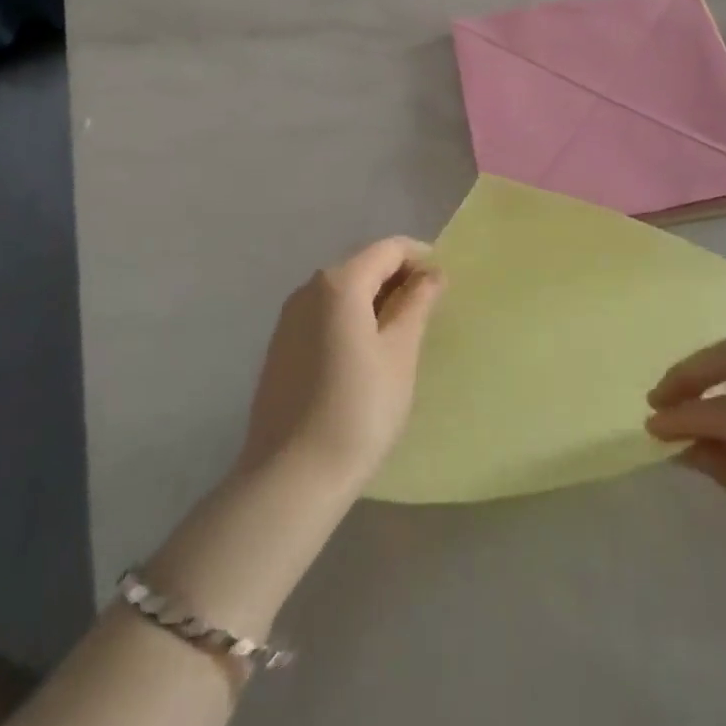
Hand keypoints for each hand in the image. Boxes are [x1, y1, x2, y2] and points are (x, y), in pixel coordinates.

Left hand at [238, 237, 444, 496]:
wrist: (292, 476)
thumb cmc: (359, 409)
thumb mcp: (400, 352)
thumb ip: (417, 304)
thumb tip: (431, 273)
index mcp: (339, 283)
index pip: (389, 249)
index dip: (421, 257)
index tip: (445, 283)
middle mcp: (308, 289)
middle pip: (363, 266)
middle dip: (399, 278)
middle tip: (430, 310)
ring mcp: (288, 318)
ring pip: (342, 292)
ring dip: (375, 299)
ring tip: (403, 333)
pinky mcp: (280, 347)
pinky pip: (324, 315)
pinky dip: (352, 318)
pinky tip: (366, 353)